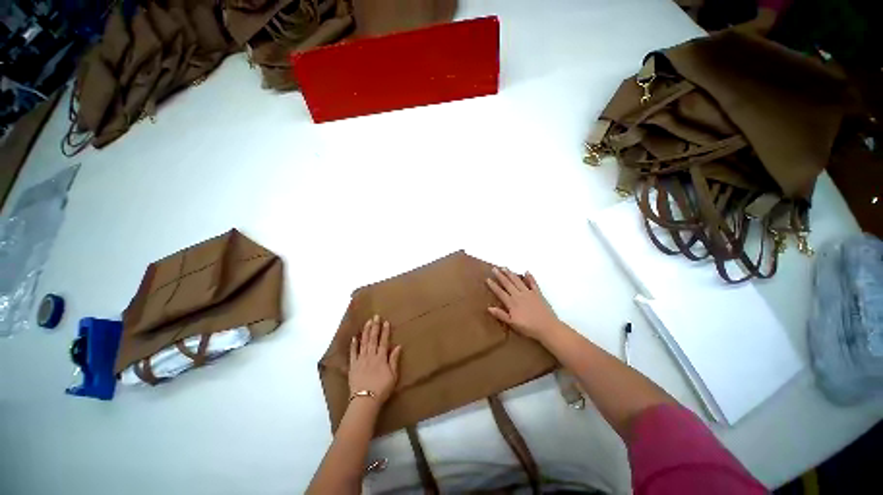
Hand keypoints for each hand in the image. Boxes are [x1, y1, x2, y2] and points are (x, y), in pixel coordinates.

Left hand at [349, 315, 401, 404]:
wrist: (365, 400)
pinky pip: (353, 353)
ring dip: (365, 332)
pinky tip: (354, 337)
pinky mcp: (353, 366)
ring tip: (367, 322)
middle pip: (373, 339)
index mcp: (381, 358)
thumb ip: (394, 360)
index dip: (385, 331)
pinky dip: (353, 345)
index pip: (383, 341)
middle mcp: (371, 356)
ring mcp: (361, 360)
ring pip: (363, 343)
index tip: (385, 321)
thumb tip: (398, 346)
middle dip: (375, 327)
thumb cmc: (381, 389)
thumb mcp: (393, 375)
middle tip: (375, 316)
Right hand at [486, 267, 560, 340]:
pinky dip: (529, 277)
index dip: (493, 285)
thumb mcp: (512, 323)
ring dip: (511, 274)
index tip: (488, 279)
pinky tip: (526, 272)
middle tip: (494, 268)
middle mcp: (519, 295)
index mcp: (512, 303)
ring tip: (505, 268)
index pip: (500, 292)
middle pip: (508, 284)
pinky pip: (533, 283)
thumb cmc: (528, 328)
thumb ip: (501, 315)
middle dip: (500, 276)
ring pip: (518, 281)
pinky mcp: (538, 294)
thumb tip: (489, 308)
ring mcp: (529, 293)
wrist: (547, 327)